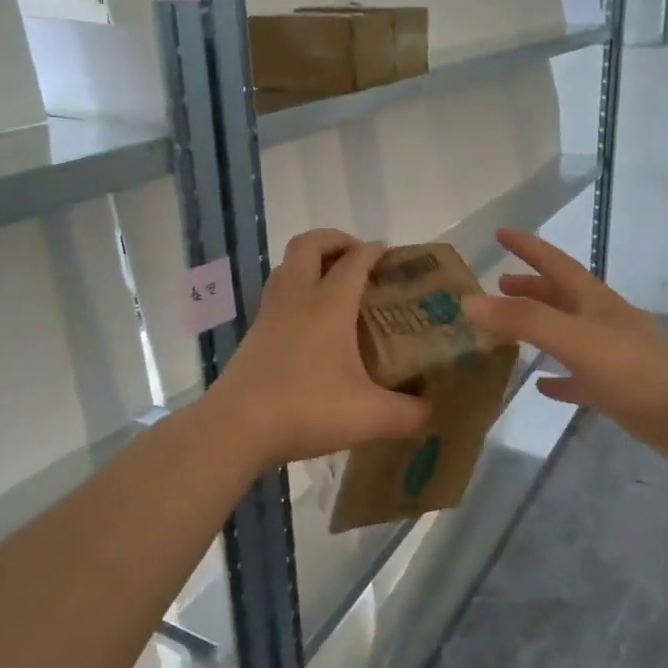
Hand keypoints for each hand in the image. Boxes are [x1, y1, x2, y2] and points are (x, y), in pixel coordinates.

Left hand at [210, 230, 428, 466]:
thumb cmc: (306, 409)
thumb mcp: (370, 417)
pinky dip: (296, 289)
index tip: (391, 256)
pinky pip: (277, 293)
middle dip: (335, 240)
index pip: (354, 261)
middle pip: (309, 244)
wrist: (236, 427)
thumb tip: (431, 412)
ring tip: (334, 283)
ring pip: (287, 266)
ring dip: (311, 262)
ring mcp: (270, 314)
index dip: (374, 251)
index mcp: (329, 305)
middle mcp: (297, 298)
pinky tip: (310, 322)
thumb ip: (409, 414)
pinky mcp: (254, 333)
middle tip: (358, 258)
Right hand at [465, 229, 667, 461]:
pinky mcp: (616, 389)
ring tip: (509, 331)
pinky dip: (558, 377)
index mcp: (593, 301)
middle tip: (499, 283)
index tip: (501, 233)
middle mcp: (601, 321)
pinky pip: (578, 377)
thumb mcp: (573, 338)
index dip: (528, 247)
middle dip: (530, 286)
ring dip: (540, 328)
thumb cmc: (634, 369)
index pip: (555, 264)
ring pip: (567, 334)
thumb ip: (523, 320)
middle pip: (560, 296)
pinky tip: (541, 386)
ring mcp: (611, 355)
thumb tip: (468, 302)